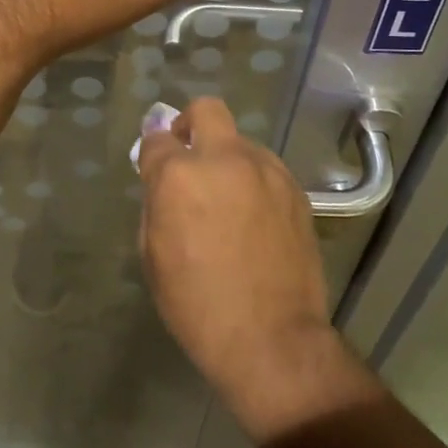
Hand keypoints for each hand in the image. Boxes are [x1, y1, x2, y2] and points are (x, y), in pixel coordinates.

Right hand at [138, 98, 374, 440]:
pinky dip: (253, 180)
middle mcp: (224, 160)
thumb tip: (163, 183)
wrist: (271, 338)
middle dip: (190, 124)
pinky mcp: (295, 189)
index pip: (157, 138)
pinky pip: (266, 168)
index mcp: (180, 176)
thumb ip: (156, 204)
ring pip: (240, 141)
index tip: (153, 169)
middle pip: (206, 110)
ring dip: (226, 158)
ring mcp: (266, 170)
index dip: (152, 153)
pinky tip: (254, 215)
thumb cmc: (197, 305)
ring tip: (228, 198)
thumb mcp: (154, 256)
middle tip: (189, 156)